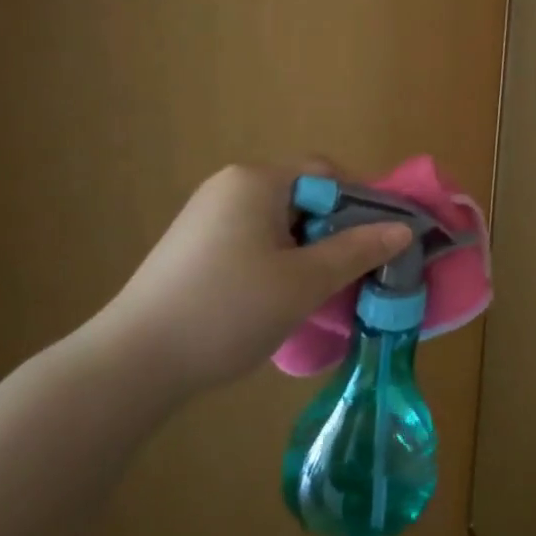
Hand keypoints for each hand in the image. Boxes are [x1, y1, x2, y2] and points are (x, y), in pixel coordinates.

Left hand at [89, 162, 411, 396]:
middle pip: (303, 196)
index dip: (363, 201)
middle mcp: (230, 187)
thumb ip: (357, 250)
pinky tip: (282, 299)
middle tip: (359, 271)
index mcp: (256, 181)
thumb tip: (402, 229)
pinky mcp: (193, 247)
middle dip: (337, 230)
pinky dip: (279, 261)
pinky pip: (253, 241)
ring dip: (310, 250)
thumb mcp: (304, 282)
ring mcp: (206, 217)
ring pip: (280, 223)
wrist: (132, 363)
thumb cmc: (228, 310)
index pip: (327, 173)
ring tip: (325, 290)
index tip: (385, 239)